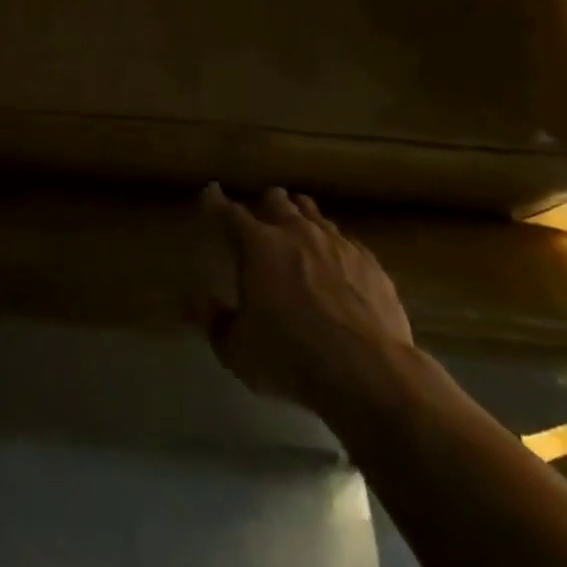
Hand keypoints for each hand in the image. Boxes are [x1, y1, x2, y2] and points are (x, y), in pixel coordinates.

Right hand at [201, 184, 412, 418]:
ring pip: (312, 213)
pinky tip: (336, 263)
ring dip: (300, 217)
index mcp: (258, 245)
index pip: (229, 212)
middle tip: (261, 220)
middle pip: (276, 200)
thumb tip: (196, 302)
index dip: (216, 201)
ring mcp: (336, 242)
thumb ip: (214, 322)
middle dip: (265, 205)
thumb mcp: (237, 350)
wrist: (369, 373)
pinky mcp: (369, 261)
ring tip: (297, 232)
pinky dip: (333, 245)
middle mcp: (296, 231)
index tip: (211, 192)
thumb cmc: (291, 358)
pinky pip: (345, 239)